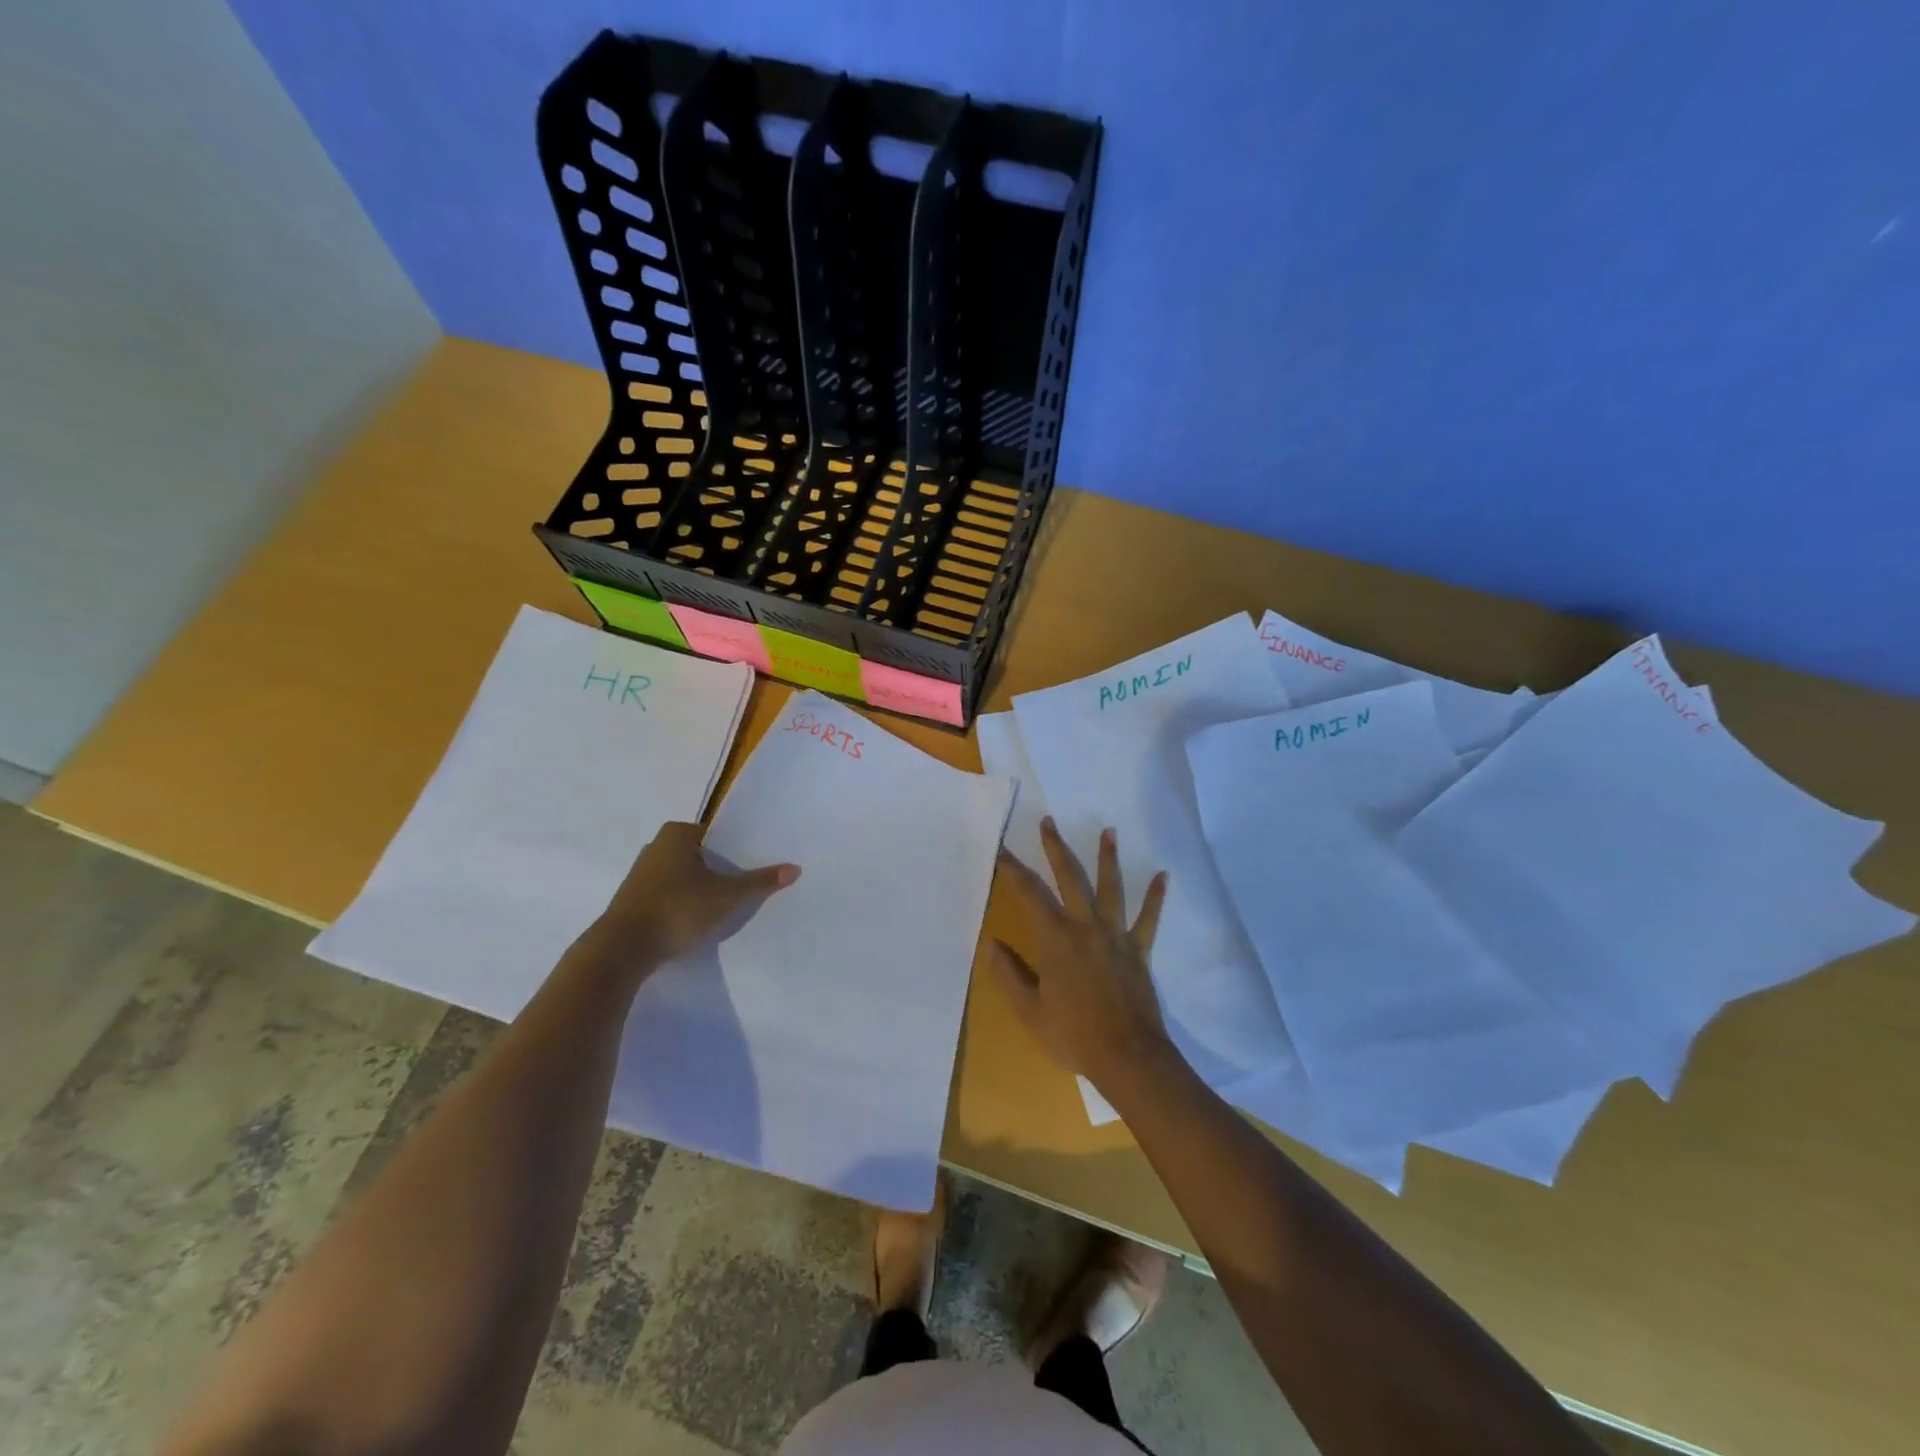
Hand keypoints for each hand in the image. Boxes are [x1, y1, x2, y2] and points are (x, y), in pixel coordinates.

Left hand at [571, 821, 798, 981]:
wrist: (622, 950)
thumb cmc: (677, 910)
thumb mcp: (726, 896)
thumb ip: (760, 882)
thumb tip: (795, 868)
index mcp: (677, 834)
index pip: (718, 835)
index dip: (739, 849)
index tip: (758, 864)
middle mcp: (656, 846)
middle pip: (702, 855)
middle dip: (722, 869)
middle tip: (749, 884)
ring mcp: (641, 874)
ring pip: (685, 876)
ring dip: (703, 888)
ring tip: (728, 904)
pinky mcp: (635, 900)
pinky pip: (670, 894)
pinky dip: (685, 903)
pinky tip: (699, 919)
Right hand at [988, 818, 1172, 1092]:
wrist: (1127, 1057)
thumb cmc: (1073, 1034)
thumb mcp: (1029, 1010)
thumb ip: (1008, 973)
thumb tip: (989, 942)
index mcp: (1055, 939)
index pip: (1029, 894)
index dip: (1012, 869)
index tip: (1000, 848)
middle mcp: (1085, 927)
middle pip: (1070, 878)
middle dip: (1056, 848)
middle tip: (1049, 822)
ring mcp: (1115, 936)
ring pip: (1111, 889)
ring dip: (1108, 859)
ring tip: (1109, 831)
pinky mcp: (1138, 951)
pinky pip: (1148, 919)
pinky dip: (1155, 898)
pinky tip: (1163, 876)